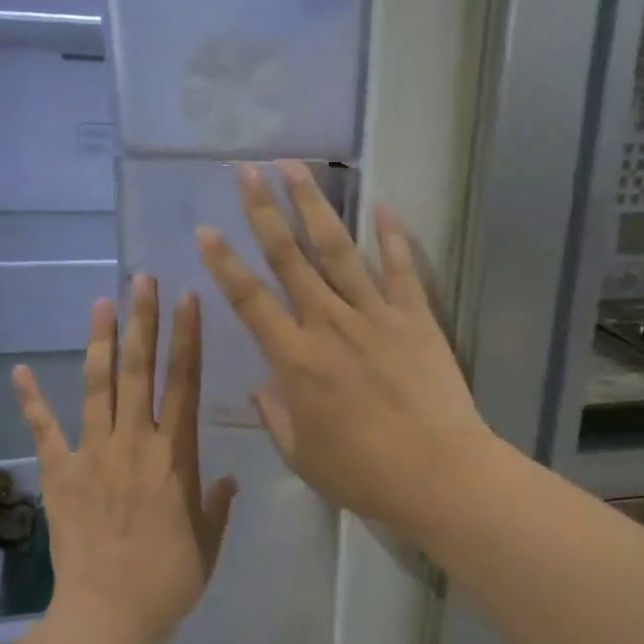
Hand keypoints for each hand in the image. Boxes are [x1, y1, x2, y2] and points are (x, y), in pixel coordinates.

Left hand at [12, 278, 236, 643]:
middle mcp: (135, 442)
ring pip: (99, 387)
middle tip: (142, 281)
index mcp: (175, 455)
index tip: (189, 300)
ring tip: (102, 302)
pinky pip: (45, 431)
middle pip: (141, 371)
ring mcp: (94, 455)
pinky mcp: (60, 474)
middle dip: (144, 321)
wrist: (110, 614)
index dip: (188, 339)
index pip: (185, 384)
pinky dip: (33, 402)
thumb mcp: (208, 542)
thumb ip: (218, 505)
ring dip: (101, 342)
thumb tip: (229, 479)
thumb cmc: (168, 580)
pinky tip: (21, 372)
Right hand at [196, 161, 497, 535]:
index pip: (250, 300)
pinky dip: (392, 236)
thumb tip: (261, 386)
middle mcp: (329, 324)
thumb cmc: (363, 473)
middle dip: (264, 211)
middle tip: (248, 171)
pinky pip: (401, 269)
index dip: (224, 264)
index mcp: (295, 359)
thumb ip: (275, 416)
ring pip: (338, 250)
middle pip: (290, 258)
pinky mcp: (416, 318)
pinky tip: (383, 205)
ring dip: (314, 207)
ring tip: (296, 169)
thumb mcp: (302, 455)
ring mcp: (375, 315)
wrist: (437, 473)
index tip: (206, 231)